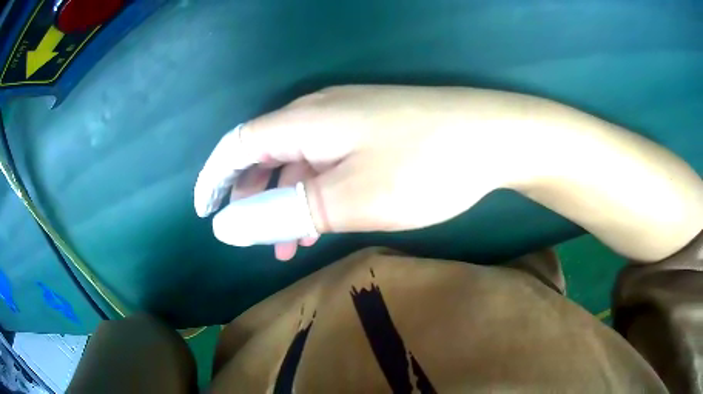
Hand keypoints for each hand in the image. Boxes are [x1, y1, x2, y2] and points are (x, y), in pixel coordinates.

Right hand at [193, 85, 524, 259]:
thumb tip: (225, 226)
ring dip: (287, 199)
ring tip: (291, 243)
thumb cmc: (424, 166)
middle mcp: (320, 111)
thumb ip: (282, 212)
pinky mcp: (374, 127)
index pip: (237, 145)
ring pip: (298, 158)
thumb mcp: (347, 199)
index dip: (215, 179)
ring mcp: (350, 116)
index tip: (205, 213)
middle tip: (254, 239)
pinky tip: (326, 216)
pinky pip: (327, 158)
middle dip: (251, 196)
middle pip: (264, 150)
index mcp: (304, 120)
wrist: (492, 135)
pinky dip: (316, 189)